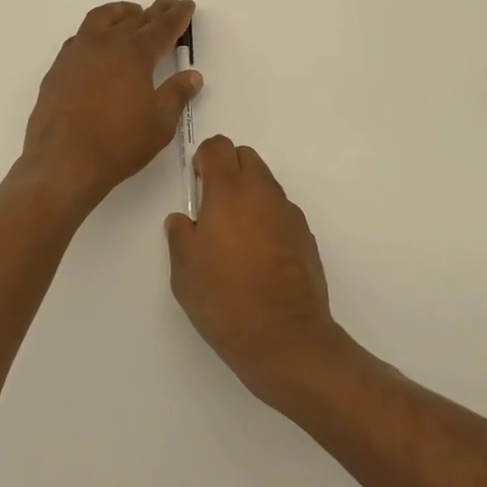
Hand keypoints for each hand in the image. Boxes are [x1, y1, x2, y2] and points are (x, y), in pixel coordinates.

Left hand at [22, 0, 200, 212]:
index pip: (162, 27)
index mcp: (134, 53)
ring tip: (132, 13)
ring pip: (101, 19)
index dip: (177, 16)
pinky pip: (80, 38)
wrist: (63, 162)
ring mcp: (77, 53)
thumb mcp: (159, 123)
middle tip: (167, 2)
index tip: (186, 5)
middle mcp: (105, 44)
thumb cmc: (118, 143)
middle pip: (134, 19)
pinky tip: (98, 43)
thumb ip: (176, 94)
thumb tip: (192, 76)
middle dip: (154, 11)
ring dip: (121, 13)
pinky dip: (96, 32)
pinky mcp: (58, 69)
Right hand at [165, 137, 345, 402]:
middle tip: (214, 204)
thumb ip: (180, 236)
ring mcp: (288, 212)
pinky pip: (281, 210)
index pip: (218, 147)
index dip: (204, 157)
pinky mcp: (306, 234)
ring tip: (236, 234)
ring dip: (249, 193)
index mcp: (228, 192)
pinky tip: (259, 254)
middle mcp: (262, 193)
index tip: (197, 182)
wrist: (286, 339)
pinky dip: (267, 217)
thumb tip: (183, 220)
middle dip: (228, 169)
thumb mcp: (184, 272)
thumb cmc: (225, 301)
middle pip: (246, 156)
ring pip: (265, 183)